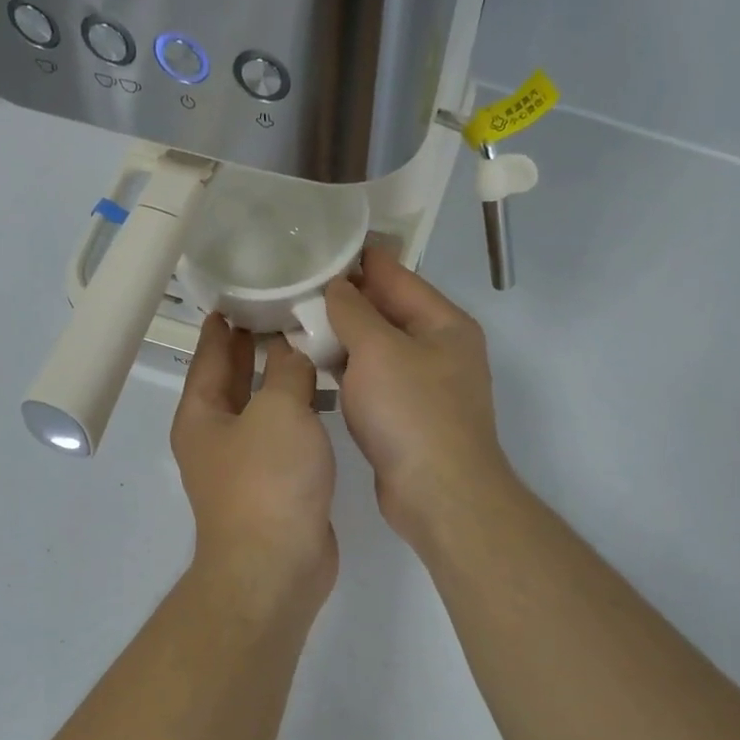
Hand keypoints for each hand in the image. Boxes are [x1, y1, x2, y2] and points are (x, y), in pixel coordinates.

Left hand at [171, 315, 338, 612]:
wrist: (276, 566)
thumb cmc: (267, 481)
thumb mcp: (277, 411)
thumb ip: (287, 371)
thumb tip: (291, 348)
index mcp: (201, 414)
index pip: (209, 355)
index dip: (222, 324)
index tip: (238, 291)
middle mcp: (215, 437)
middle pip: (232, 379)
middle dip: (252, 345)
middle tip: (281, 306)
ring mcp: (244, 464)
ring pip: (262, 407)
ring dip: (280, 378)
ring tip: (310, 341)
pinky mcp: (274, 485)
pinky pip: (283, 434)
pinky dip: (298, 411)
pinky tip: (324, 395)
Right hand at [325, 246, 516, 548]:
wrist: (437, 492)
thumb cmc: (411, 413)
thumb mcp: (378, 350)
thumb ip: (354, 312)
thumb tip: (337, 287)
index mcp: (444, 323)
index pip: (397, 276)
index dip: (359, 259)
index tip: (318, 246)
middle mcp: (439, 350)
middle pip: (387, 313)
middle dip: (345, 300)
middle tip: (296, 287)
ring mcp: (425, 386)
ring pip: (377, 350)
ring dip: (343, 338)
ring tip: (297, 323)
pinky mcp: (407, 418)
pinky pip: (373, 382)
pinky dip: (348, 372)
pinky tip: (317, 368)